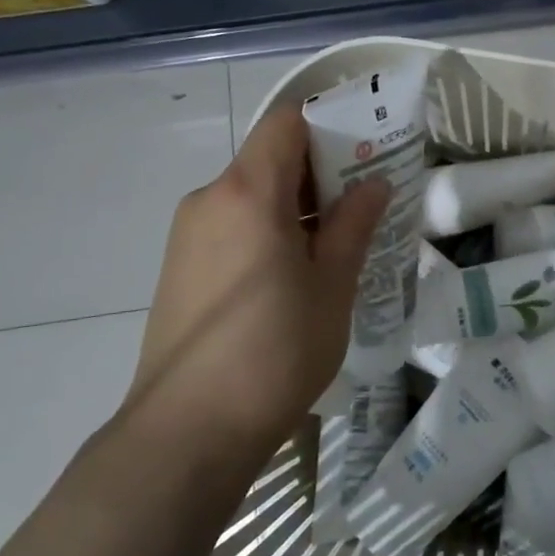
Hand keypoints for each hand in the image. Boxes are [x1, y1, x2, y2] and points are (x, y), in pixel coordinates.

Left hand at [124, 105, 388, 471]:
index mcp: (247, 192)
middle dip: (321, 169)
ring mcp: (188, 234)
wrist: (187, 433)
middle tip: (366, 199)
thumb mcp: (331, 285)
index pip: (286, 122)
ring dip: (295, 204)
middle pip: (270, 157)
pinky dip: (269, 229)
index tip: (367, 148)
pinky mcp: (180, 267)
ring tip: (336, 242)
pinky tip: (296, 273)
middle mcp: (210, 199)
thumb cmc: (275, 351)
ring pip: (251, 193)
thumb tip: (373, 184)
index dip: (329, 123)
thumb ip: (353, 224)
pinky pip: (233, 225)